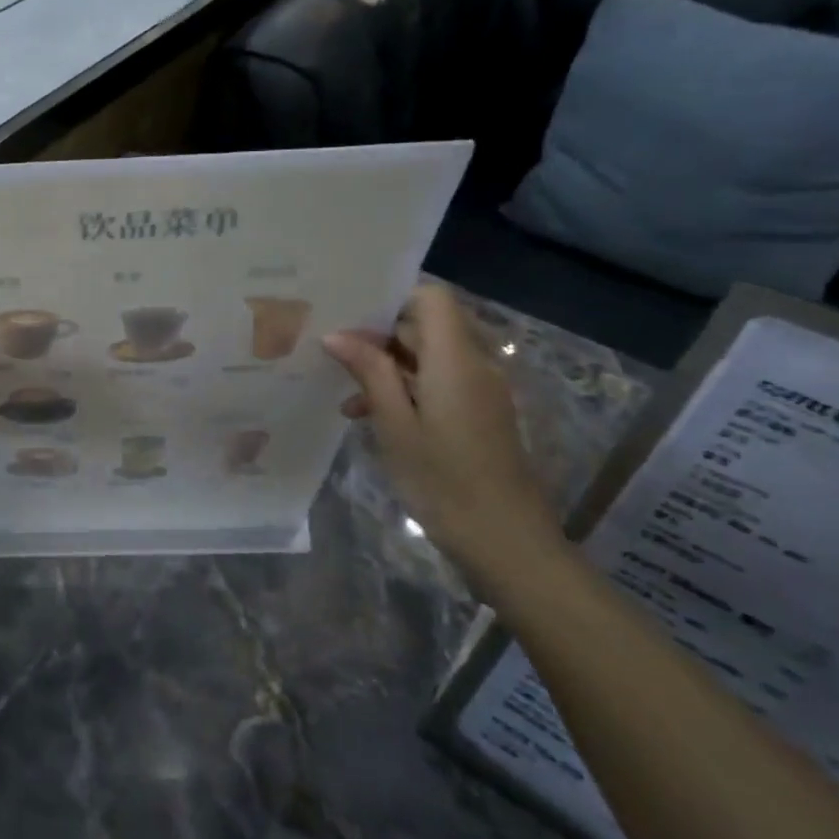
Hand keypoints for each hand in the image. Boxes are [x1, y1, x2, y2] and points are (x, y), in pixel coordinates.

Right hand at [323, 282, 559, 588]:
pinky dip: (404, 389)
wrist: (506, 541)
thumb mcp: (395, 424)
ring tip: (344, 393)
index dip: (391, 297)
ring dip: (386, 367)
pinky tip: (368, 415)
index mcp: (455, 360)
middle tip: (331, 352)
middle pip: (425, 326)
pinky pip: (437, 382)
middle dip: (378, 335)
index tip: (349, 313)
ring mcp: (479, 391)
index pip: (430, 297)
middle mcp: (473, 365)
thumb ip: (369, 372)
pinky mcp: (478, 414)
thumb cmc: (443, 480)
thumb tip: (337, 334)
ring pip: (427, 357)